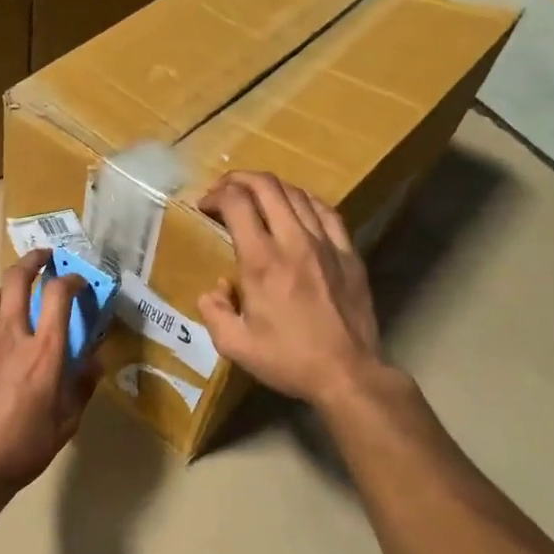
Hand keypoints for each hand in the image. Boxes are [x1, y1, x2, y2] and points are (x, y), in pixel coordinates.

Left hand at [0, 250, 97, 497]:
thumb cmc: (26, 446)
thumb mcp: (67, 421)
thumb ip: (82, 385)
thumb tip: (93, 361)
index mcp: (44, 351)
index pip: (59, 295)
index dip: (71, 279)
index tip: (78, 282)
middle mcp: (12, 335)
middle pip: (17, 278)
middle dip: (33, 260)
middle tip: (44, 259)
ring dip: (9, 288)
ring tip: (18, 296)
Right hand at [197, 172, 390, 407]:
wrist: (348, 373)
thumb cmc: (288, 360)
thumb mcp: (234, 345)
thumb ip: (214, 311)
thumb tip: (214, 289)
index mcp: (261, 261)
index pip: (236, 203)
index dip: (216, 195)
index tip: (205, 206)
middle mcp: (293, 242)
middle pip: (267, 186)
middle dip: (239, 180)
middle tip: (224, 191)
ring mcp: (326, 244)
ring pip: (296, 194)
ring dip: (270, 187)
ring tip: (255, 197)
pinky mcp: (348, 253)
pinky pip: (326, 211)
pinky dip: (305, 201)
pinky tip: (296, 208)